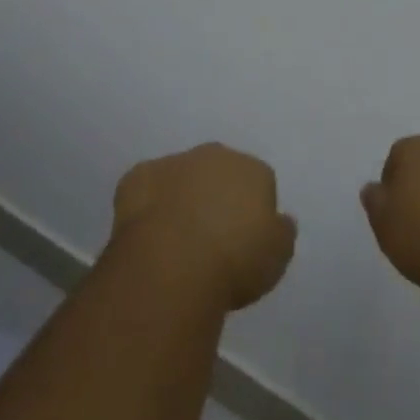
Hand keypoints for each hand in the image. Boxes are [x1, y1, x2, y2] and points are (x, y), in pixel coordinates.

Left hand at [112, 143, 296, 310]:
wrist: (173, 264)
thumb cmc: (234, 261)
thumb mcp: (277, 256)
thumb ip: (281, 232)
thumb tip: (280, 220)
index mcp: (253, 169)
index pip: (259, 183)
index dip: (251, 213)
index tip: (244, 243)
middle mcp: (216, 155)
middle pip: (220, 172)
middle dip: (216, 196)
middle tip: (210, 240)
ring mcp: (174, 162)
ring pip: (182, 177)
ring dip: (181, 198)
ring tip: (176, 242)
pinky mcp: (138, 177)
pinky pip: (146, 188)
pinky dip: (147, 205)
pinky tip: (147, 235)